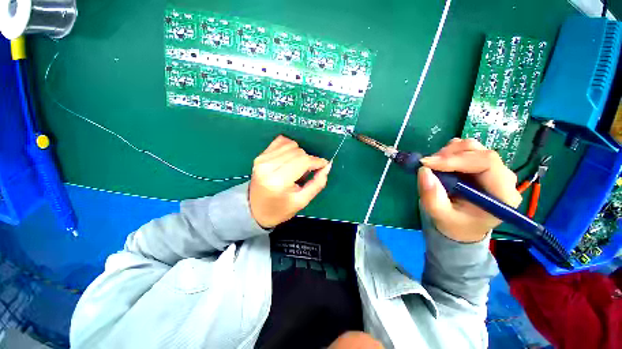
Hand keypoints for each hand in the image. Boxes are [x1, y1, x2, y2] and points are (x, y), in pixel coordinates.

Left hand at [249, 135, 331, 227]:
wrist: (255, 210)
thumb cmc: (280, 209)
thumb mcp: (302, 201)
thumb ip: (317, 183)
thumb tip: (327, 165)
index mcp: (278, 181)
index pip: (303, 161)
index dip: (317, 161)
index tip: (323, 165)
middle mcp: (268, 166)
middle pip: (298, 152)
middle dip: (308, 160)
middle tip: (307, 173)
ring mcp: (262, 158)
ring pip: (291, 145)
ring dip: (299, 154)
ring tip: (296, 168)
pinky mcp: (260, 155)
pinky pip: (281, 141)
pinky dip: (289, 147)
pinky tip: (289, 159)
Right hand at [418, 138, 521, 242]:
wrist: (462, 227)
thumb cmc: (455, 224)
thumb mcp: (440, 215)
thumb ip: (432, 197)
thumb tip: (423, 171)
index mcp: (502, 195)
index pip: (487, 163)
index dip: (456, 159)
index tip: (428, 164)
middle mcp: (503, 178)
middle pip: (480, 152)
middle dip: (449, 155)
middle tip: (427, 164)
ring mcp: (494, 170)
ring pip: (473, 147)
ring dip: (448, 153)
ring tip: (433, 166)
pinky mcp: (482, 165)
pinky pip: (466, 149)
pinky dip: (449, 153)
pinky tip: (441, 165)